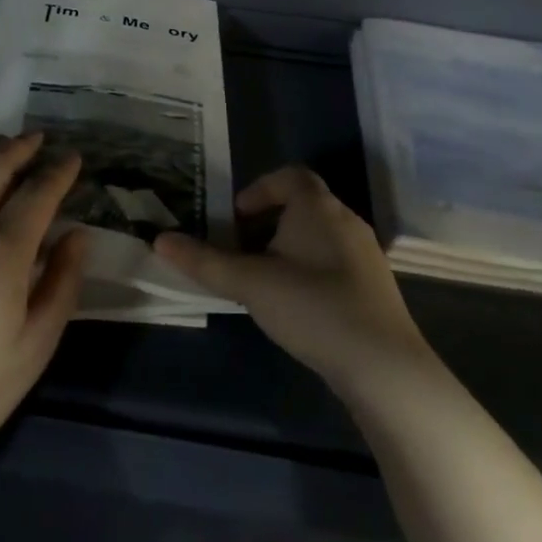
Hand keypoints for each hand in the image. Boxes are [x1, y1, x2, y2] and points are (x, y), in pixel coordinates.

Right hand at [155, 165, 431, 402]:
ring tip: (262, 278)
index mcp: (318, 207)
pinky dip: (308, 267)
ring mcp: (364, 252)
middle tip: (239, 250)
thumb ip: (203, 261)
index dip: (258, 190)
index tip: (235, 220)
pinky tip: (295, 303)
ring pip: (317, 233)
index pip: (289, 176)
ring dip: (286, 246)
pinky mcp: (373, 284)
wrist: (383, 365)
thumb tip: (159, 239)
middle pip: (302, 203)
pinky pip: (332, 259)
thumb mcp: (249, 283)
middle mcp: (345, 220)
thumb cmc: (312, 307)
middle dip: (266, 221)